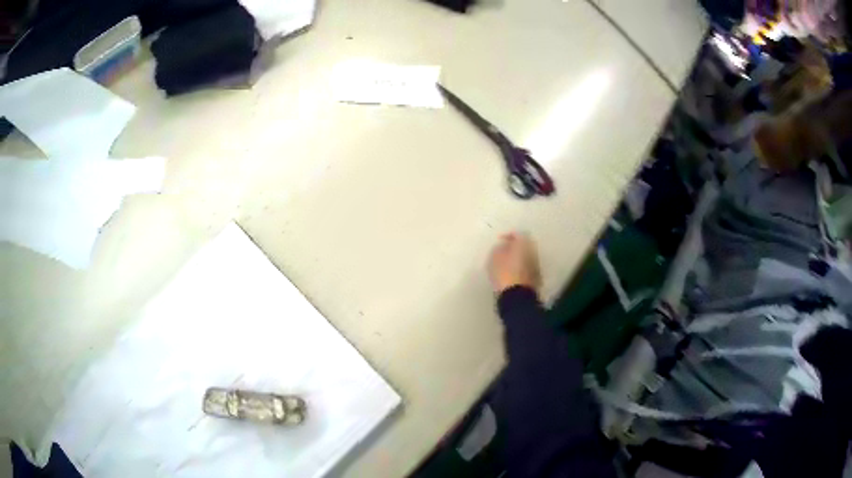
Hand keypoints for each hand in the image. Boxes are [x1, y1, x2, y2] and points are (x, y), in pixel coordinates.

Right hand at [487, 232, 541, 293]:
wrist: (517, 297)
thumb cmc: (504, 274)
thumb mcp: (494, 258)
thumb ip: (499, 249)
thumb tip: (503, 246)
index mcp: (524, 244)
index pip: (518, 234)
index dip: (508, 235)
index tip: (500, 240)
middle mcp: (533, 253)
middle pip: (525, 245)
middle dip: (515, 247)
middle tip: (504, 251)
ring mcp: (536, 266)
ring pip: (527, 257)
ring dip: (518, 258)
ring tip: (507, 263)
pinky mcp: (536, 278)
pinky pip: (528, 268)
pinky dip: (521, 268)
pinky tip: (512, 274)